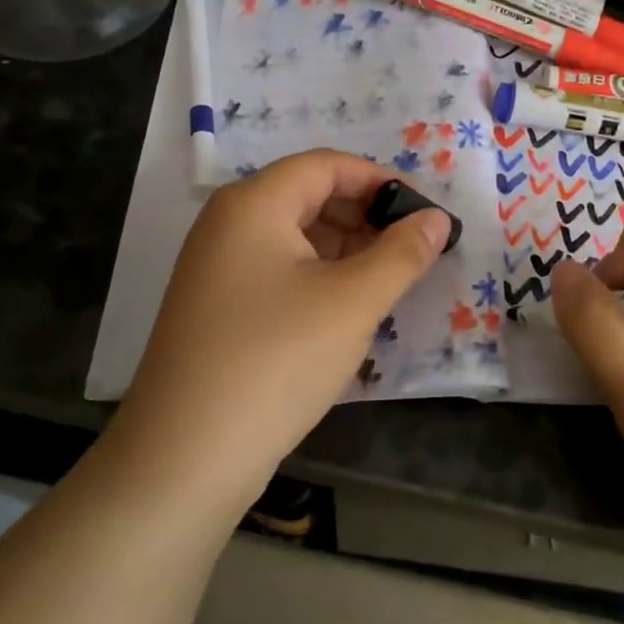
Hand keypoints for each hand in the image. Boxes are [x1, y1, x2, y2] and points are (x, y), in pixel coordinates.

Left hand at [108, 150, 450, 515]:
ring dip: (346, 250)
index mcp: (254, 204)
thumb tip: (438, 220)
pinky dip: (319, 278)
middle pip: (309, 196)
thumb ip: (402, 254)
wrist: (185, 458)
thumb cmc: (276, 360)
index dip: (382, 181)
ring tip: (389, 282)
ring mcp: (217, 268)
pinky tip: (347, 310)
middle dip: (366, 217)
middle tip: (413, 251)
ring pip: (295, 237)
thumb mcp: (352, 302)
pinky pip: (278, 271)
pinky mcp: (217, 308)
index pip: (327, 165)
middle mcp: (228, 224)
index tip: (426, 214)